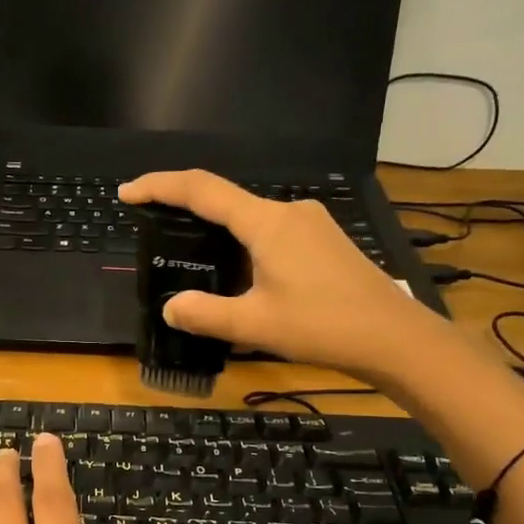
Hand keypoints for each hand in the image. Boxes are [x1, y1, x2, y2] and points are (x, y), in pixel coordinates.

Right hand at [118, 169, 449, 384]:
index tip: (128, 192)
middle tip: (154, 229)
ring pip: (250, 218)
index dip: (160, 187)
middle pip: (225, 200)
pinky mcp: (324, 240)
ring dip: (217, 232)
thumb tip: (171, 308)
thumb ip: (206, 314)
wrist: (394, 337)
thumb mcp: (255, 324)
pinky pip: (270, 231)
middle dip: (186, 210)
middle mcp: (288, 212)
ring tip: (193, 260)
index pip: (202, 190)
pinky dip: (243, 243)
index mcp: (267, 223)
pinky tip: (239, 274)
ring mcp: (311, 224)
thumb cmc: (323, 326)